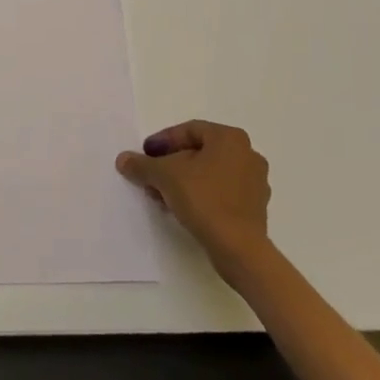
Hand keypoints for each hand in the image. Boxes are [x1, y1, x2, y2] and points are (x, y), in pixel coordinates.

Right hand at [116, 119, 271, 264]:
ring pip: (210, 173)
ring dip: (183, 180)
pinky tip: (181, 208)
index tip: (145, 154)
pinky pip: (221, 191)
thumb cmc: (204, 199)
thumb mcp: (164, 176)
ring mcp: (255, 182)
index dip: (162, 141)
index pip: (189, 131)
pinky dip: (200, 194)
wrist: (238, 248)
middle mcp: (248, 154)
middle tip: (151, 175)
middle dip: (171, 163)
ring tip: (161, 194)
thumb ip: (142, 164)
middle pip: (199, 152)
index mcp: (230, 138)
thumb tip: (123, 159)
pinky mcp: (255, 207)